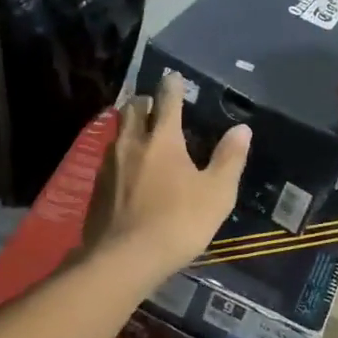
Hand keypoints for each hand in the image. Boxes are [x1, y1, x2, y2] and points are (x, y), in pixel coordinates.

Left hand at [84, 73, 249, 279]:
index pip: (167, 100)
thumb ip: (229, 158)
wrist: (124, 259)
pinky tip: (127, 170)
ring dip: (129, 126)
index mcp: (162, 139)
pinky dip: (120, 154)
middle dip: (145, 102)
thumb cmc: (178, 223)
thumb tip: (242, 128)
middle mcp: (131, 143)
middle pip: (133, 108)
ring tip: (141, 134)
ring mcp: (109, 164)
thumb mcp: (217, 193)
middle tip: (156, 106)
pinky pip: (108, 158)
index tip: (174, 77)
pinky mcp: (96, 187)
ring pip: (117, 132)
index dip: (172, 86)